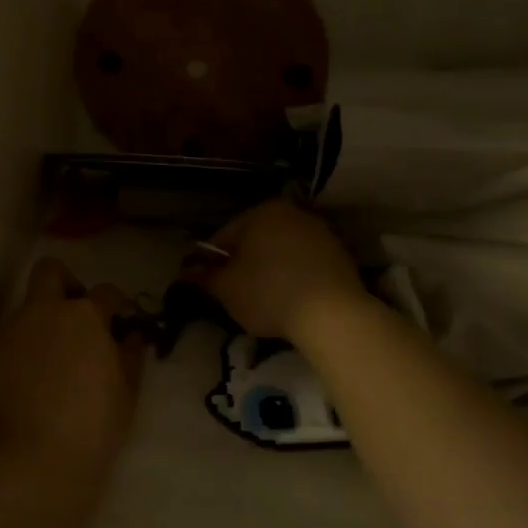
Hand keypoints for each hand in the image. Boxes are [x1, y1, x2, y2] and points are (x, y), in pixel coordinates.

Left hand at [0, 257, 143, 474]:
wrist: (38, 458)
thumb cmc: (94, 425)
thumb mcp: (127, 391)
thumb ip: (130, 353)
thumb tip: (130, 335)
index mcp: (83, 316)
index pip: (104, 292)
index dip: (113, 305)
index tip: (114, 321)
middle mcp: (41, 311)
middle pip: (48, 271)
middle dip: (62, 282)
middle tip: (70, 316)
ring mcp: (6, 330)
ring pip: (20, 315)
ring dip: (34, 331)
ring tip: (40, 372)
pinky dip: (10, 359)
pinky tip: (16, 391)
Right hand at [186, 200, 367, 342]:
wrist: (332, 314)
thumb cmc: (269, 294)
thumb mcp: (226, 288)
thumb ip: (204, 276)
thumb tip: (186, 271)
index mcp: (261, 212)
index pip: (224, 236)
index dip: (212, 262)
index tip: (211, 284)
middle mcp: (292, 213)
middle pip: (255, 240)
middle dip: (243, 263)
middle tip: (236, 293)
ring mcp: (320, 232)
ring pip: (281, 250)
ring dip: (269, 269)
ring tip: (265, 299)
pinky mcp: (340, 254)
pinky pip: (305, 262)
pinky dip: (294, 275)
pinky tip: (291, 299)